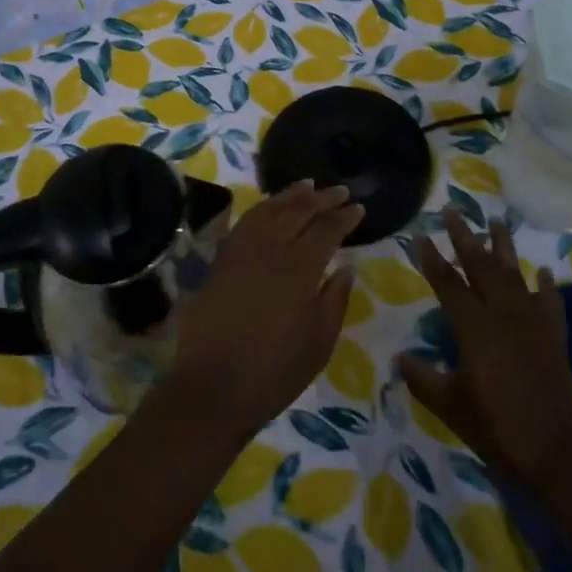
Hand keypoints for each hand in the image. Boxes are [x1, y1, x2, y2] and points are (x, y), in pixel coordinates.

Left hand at [166, 182, 363, 440]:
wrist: (212, 386)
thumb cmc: (275, 372)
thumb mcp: (319, 343)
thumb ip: (335, 299)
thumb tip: (346, 267)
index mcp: (299, 269)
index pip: (327, 230)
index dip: (345, 217)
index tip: (359, 208)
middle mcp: (270, 249)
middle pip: (299, 211)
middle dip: (323, 198)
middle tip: (341, 191)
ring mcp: (241, 251)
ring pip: (270, 209)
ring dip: (292, 194)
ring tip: (309, 185)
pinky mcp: (221, 259)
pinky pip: (246, 221)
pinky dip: (263, 207)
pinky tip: (271, 207)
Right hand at [398, 210, 571, 492]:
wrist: (560, 455)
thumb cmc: (498, 429)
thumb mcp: (451, 407)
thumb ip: (423, 378)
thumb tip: (401, 358)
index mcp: (475, 329)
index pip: (448, 284)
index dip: (432, 260)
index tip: (419, 236)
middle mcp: (504, 316)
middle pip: (481, 268)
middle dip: (465, 238)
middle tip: (453, 211)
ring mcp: (533, 325)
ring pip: (515, 276)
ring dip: (504, 248)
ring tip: (497, 222)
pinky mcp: (555, 340)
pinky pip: (551, 304)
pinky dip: (547, 287)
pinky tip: (544, 273)